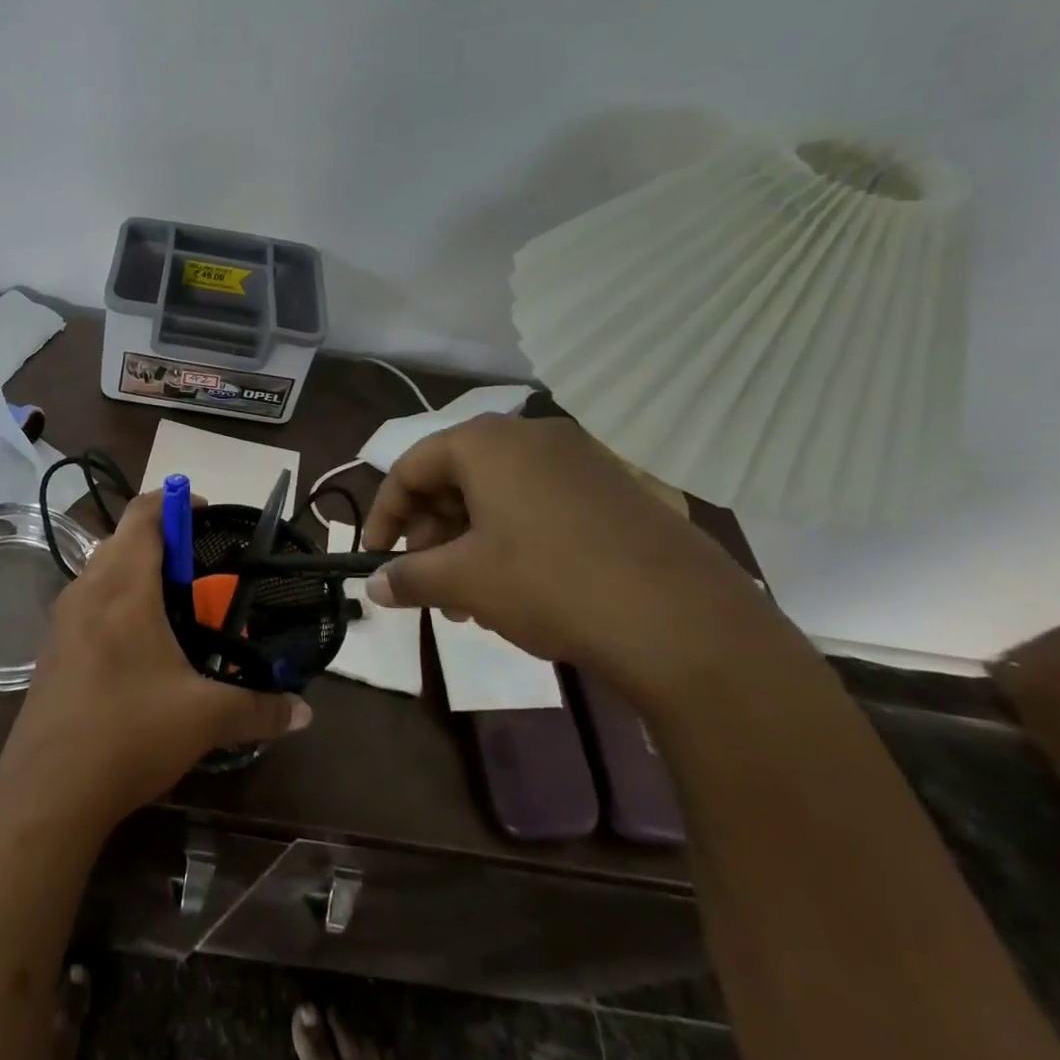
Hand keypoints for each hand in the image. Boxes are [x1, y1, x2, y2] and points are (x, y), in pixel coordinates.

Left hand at [0, 492, 310, 834]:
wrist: (47, 792)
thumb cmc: (129, 732)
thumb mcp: (204, 717)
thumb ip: (259, 707)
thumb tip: (305, 712)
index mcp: (123, 585)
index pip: (144, 514)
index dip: (175, 501)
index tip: (206, 513)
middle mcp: (87, 588)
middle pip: (122, 538)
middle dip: (161, 541)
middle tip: (200, 568)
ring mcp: (62, 618)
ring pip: (102, 570)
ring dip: (136, 571)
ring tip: (174, 605)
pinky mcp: (51, 648)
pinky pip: (88, 602)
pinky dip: (116, 601)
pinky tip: (138, 646)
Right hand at [363, 415, 795, 706]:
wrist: (687, 624)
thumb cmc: (550, 584)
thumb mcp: (464, 582)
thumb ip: (407, 577)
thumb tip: (372, 585)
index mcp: (486, 442)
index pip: (410, 467)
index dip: (384, 515)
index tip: (374, 557)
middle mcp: (531, 435)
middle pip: (455, 478)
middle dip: (431, 534)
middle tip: (425, 584)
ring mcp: (581, 459)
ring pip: (499, 495)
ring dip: (469, 543)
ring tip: (468, 599)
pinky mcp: (618, 489)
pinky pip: (542, 504)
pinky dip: (513, 539)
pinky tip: (518, 588)